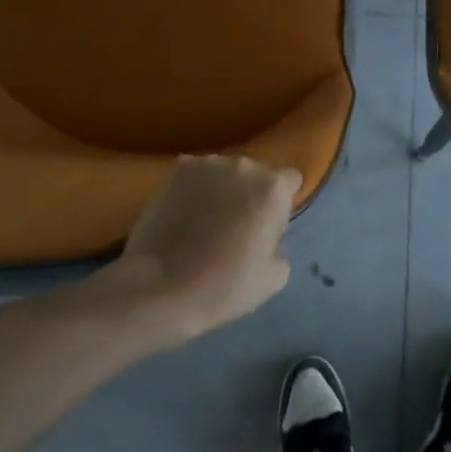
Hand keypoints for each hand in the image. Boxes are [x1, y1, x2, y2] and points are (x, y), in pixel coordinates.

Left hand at [106, 155, 300, 345]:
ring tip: (205, 220)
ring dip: (222, 188)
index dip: (281, 203)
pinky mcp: (176, 170)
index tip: (269, 226)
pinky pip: (196, 175)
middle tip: (237, 225)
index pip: (291, 181)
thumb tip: (265, 237)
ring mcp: (207, 164)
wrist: (159, 288)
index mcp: (273, 188)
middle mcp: (244, 165)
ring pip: (225, 172)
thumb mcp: (274, 277)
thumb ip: (279, 245)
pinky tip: (184, 214)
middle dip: (251, 193)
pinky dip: (194, 189)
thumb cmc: (223, 286)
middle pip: (257, 173)